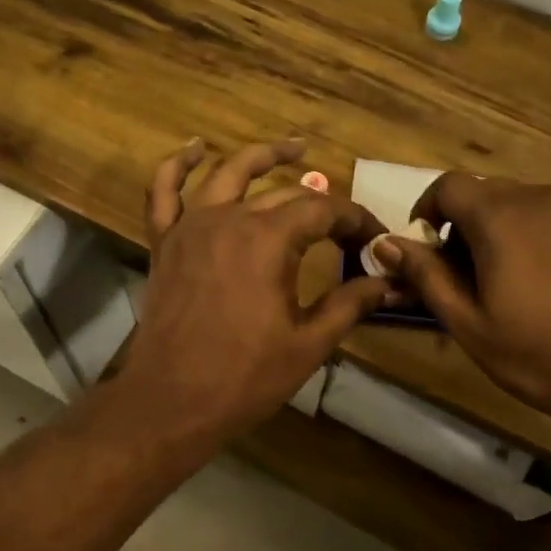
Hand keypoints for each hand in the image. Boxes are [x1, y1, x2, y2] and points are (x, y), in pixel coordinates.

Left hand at [118, 139, 393, 441]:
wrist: (170, 401)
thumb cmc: (244, 377)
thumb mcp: (308, 344)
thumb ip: (349, 304)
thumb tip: (387, 283)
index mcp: (268, 240)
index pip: (323, 211)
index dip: (354, 219)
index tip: (374, 237)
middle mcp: (229, 219)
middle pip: (283, 194)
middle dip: (321, 204)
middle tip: (345, 226)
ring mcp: (190, 226)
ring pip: (227, 173)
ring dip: (263, 157)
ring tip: (294, 148)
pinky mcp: (164, 242)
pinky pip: (163, 192)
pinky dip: (175, 165)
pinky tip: (194, 148)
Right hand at [374, 174, 550, 456]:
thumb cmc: (544, 358)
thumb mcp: (470, 325)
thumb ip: (426, 276)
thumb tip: (385, 243)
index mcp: (502, 217)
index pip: (449, 185)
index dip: (428, 209)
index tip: (426, 247)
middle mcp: (545, 199)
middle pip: (489, 194)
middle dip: (466, 227)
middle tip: (466, 279)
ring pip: (527, 207)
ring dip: (506, 233)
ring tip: (514, 288)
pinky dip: (544, 241)